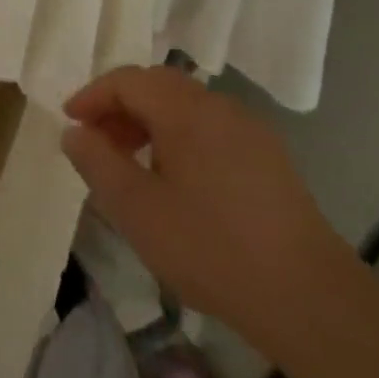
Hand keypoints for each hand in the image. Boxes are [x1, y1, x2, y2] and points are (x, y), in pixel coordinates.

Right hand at [60, 66, 351, 329]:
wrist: (307, 297)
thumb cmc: (209, 247)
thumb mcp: (136, 208)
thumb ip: (97, 162)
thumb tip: (75, 132)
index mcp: (187, 111)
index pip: (129, 80)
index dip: (93, 95)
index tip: (70, 124)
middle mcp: (221, 108)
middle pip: (159, 86)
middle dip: (119, 107)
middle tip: (95, 143)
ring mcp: (251, 132)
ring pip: (186, 108)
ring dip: (148, 123)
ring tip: (129, 165)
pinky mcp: (268, 159)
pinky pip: (210, 130)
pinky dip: (178, 138)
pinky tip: (173, 182)